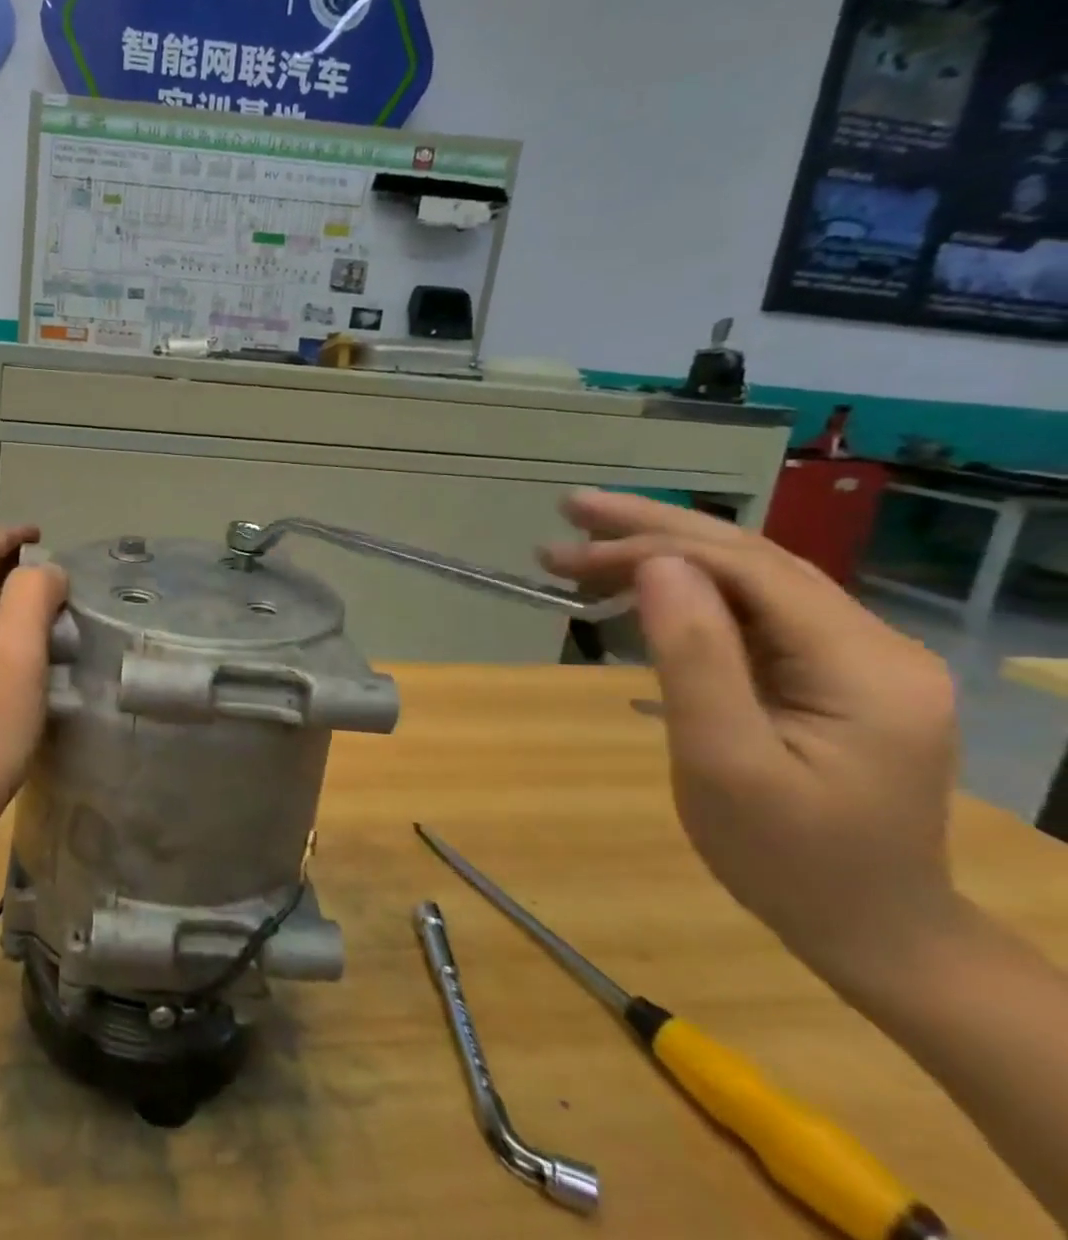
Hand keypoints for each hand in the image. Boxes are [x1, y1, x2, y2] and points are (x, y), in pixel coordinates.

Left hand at [0, 526, 68, 822]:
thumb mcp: (20, 649)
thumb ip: (33, 595)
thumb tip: (45, 570)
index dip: (9, 537)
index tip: (41, 533)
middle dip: (11, 567)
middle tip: (54, 573)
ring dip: (9, 601)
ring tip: (49, 611)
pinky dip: (3, 632)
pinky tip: (27, 657)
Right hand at [540, 490, 961, 989]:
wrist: (872, 932)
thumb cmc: (787, 857)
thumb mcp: (724, 760)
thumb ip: (694, 656)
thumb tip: (656, 565)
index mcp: (863, 664)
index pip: (747, 570)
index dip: (652, 547)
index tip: (568, 552)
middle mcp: (873, 644)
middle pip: (751, 559)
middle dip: (653, 529)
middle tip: (569, 508)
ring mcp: (857, 658)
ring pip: (749, 579)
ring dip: (664, 554)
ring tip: (581, 546)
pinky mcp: (830, 675)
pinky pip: (751, 613)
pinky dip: (686, 592)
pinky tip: (638, 589)